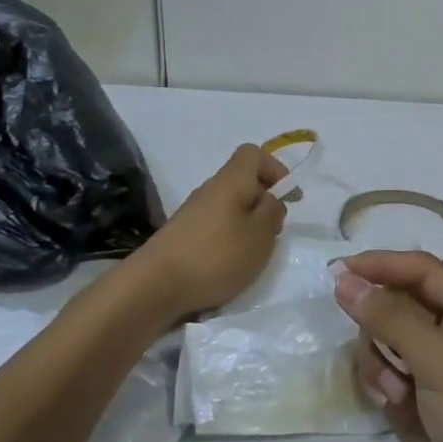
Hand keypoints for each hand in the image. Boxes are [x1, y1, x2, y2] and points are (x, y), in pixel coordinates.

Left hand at [127, 144, 285, 326]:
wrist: (154, 287)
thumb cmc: (216, 256)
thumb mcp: (260, 235)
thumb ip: (272, 211)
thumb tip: (269, 199)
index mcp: (231, 181)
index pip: (253, 154)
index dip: (275, 169)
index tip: (288, 197)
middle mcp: (210, 190)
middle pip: (242, 182)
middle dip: (264, 202)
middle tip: (274, 231)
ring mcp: (192, 213)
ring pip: (230, 206)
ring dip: (248, 223)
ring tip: (254, 252)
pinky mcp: (182, 236)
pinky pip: (215, 225)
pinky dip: (229, 238)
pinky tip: (229, 264)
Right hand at [334, 251, 442, 441]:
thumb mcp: (440, 361)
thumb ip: (392, 318)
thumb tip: (344, 279)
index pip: (422, 271)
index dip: (382, 266)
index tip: (338, 272)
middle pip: (398, 304)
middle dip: (380, 322)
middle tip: (377, 348)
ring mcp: (430, 371)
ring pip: (383, 339)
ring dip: (379, 359)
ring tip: (394, 390)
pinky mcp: (412, 402)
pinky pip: (380, 373)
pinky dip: (379, 384)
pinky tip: (393, 408)